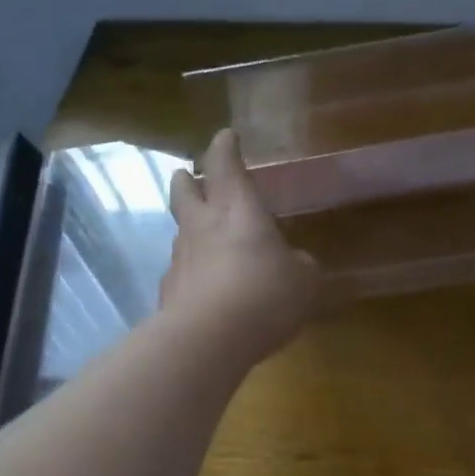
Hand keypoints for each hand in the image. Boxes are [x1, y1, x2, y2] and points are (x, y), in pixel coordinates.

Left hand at [165, 129, 320, 361]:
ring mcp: (181, 258)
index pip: (225, 164)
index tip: (226, 137)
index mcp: (238, 209)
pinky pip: (181, 271)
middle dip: (189, 179)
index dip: (226, 148)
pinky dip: (192, 271)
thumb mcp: (304, 280)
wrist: (208, 339)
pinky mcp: (169, 292)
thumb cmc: (265, 295)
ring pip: (181, 231)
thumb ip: (301, 265)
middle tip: (190, 175)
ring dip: (190, 227)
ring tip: (204, 237)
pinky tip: (205, 287)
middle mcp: (203, 225)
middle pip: (186, 190)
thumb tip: (296, 263)